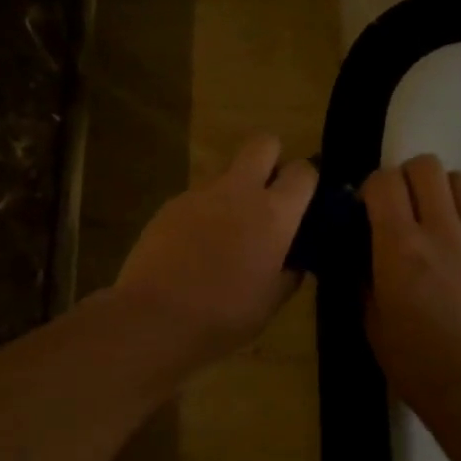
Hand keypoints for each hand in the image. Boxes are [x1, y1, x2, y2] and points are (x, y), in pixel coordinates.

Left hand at [116, 135, 318, 364]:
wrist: (155, 317)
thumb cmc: (224, 315)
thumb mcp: (270, 303)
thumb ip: (288, 273)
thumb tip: (294, 261)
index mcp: (273, 214)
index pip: (303, 171)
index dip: (306, 182)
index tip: (302, 202)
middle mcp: (238, 191)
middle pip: (262, 143)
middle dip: (271, 158)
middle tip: (268, 194)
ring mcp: (199, 194)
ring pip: (226, 173)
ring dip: (233, 191)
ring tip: (225, 234)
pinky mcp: (169, 205)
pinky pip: (196, 198)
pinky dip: (202, 213)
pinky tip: (193, 247)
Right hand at [362, 155, 460, 409]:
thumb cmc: (411, 358)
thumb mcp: (370, 317)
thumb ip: (363, 273)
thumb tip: (361, 249)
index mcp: (399, 245)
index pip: (384, 182)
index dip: (371, 187)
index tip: (367, 208)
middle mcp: (440, 230)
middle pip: (426, 166)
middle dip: (406, 177)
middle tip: (399, 205)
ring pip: (460, 180)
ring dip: (440, 190)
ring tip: (432, 216)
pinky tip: (457, 241)